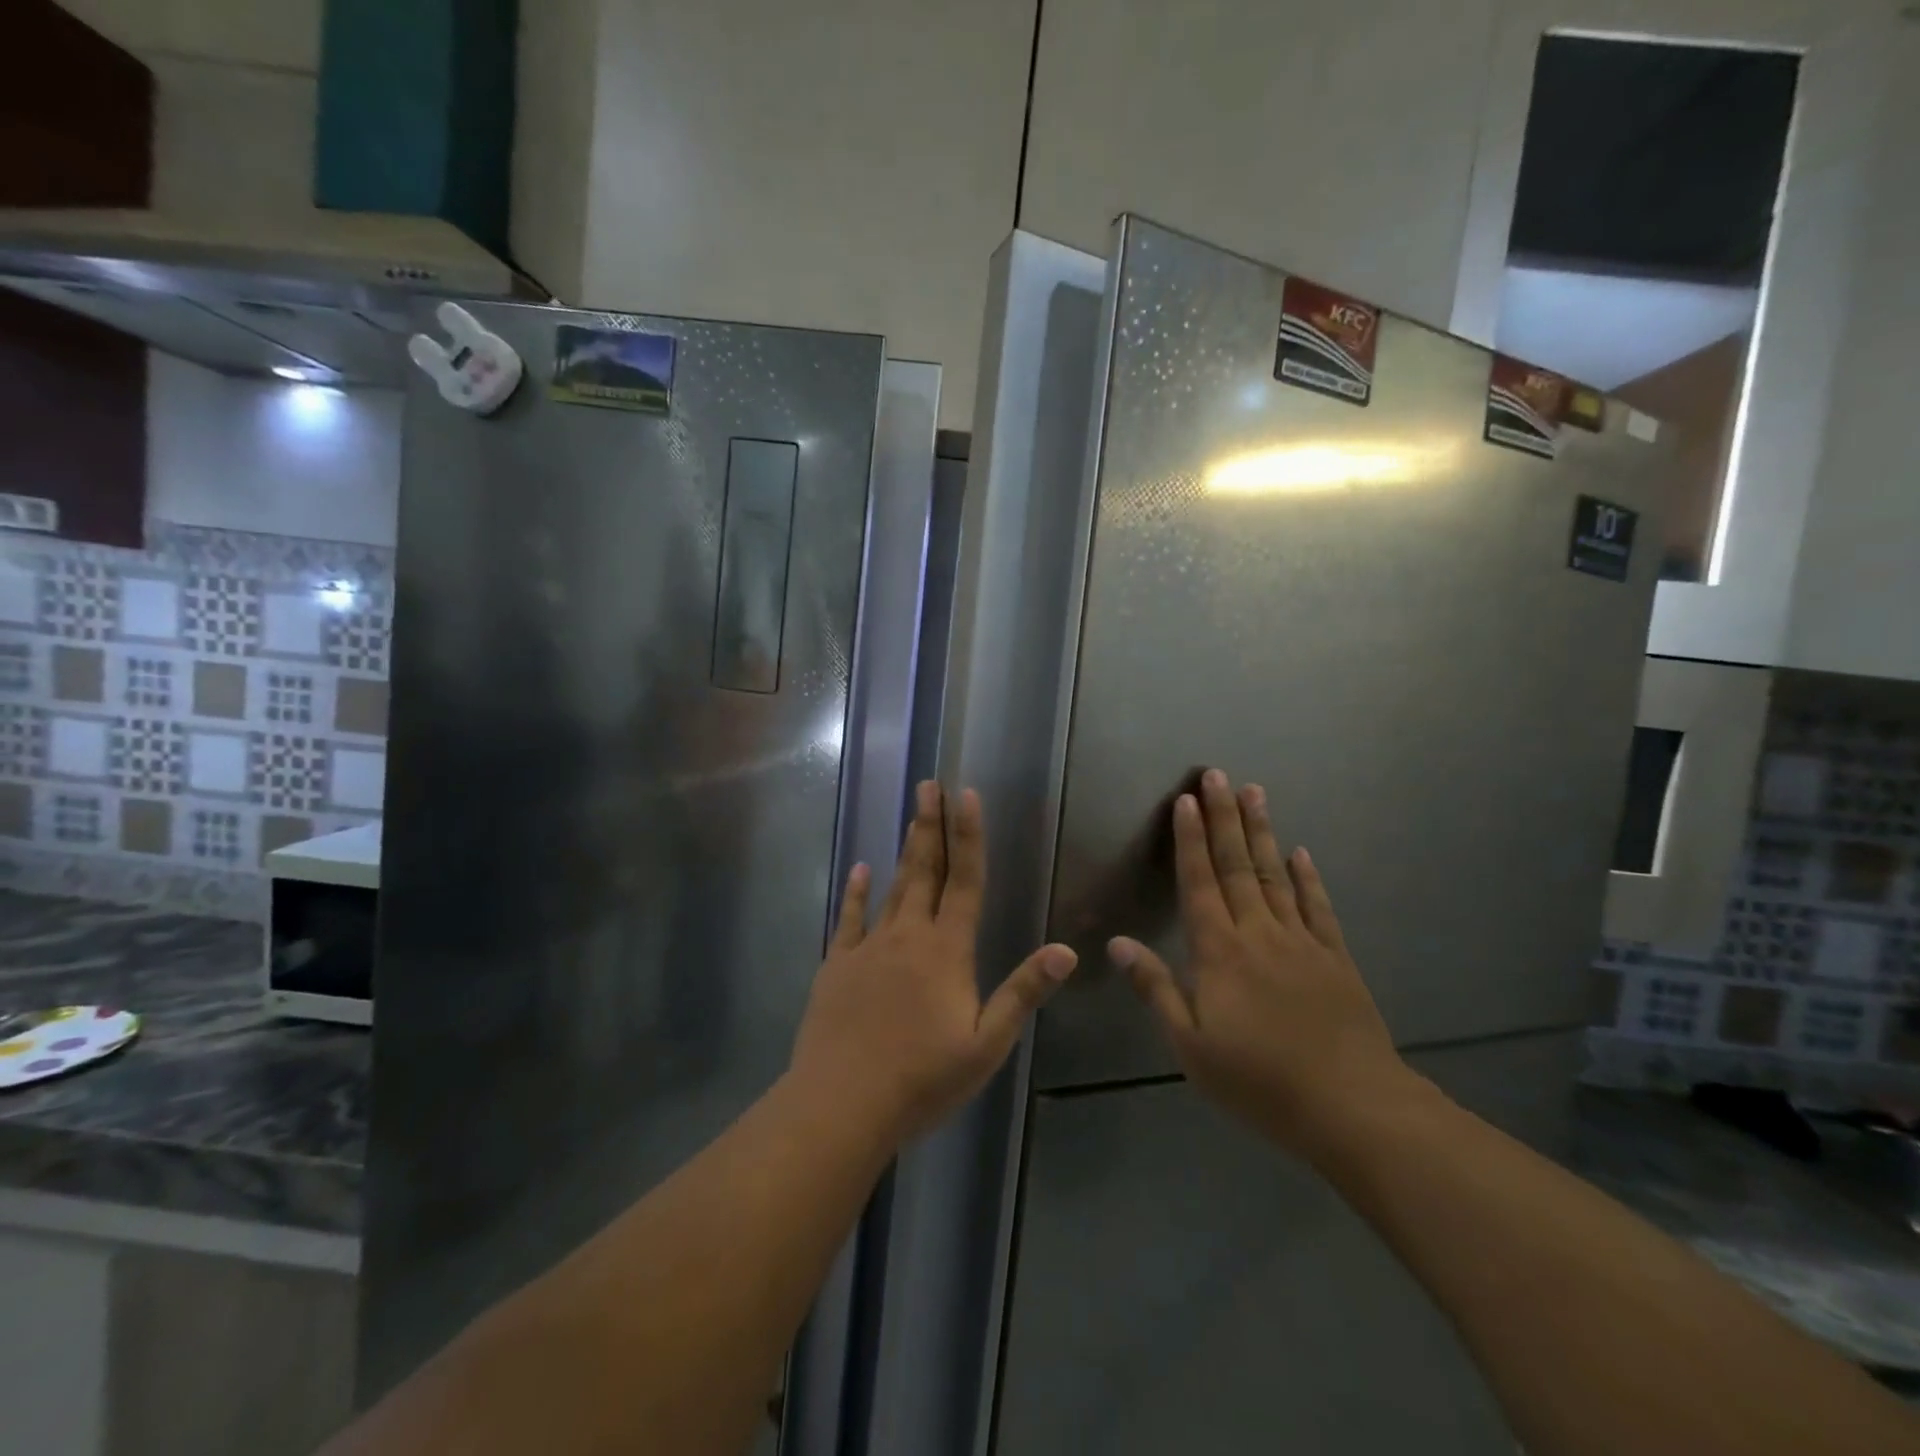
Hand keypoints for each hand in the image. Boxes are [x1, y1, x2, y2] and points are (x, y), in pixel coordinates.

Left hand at [790, 782, 1077, 1142]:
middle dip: (931, 826)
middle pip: (925, 871)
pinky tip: (861, 870)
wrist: (841, 1103)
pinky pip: (849, 919)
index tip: (966, 795)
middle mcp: (908, 936)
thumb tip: (1066, 951)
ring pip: (893, 888)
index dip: (968, 836)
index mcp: (947, 951)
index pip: (964, 881)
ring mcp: (868, 947)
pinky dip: (856, 892)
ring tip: (912, 816)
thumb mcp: (986, 1044)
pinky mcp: (837, 965)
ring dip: (905, 850)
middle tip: (930, 786)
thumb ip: (1023, 992)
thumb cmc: (922, 1078)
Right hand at [1111, 770, 1416, 1159]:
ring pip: (1275, 875)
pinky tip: (1300, 852)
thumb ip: (1156, 989)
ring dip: (1262, 833)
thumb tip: (1117, 944)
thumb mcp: (1191, 1046)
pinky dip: (1307, 877)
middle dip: (1224, 818)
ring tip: (1255, 793)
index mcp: (1219, 952)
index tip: (1186, 801)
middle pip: (1236, 866)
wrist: (1352, 1108)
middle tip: (1218, 775)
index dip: (1190, 840)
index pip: (1199, 883)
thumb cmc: (1258, 1081)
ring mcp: (1301, 942)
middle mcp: (1258, 933)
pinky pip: (1317, 907)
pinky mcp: (1335, 958)